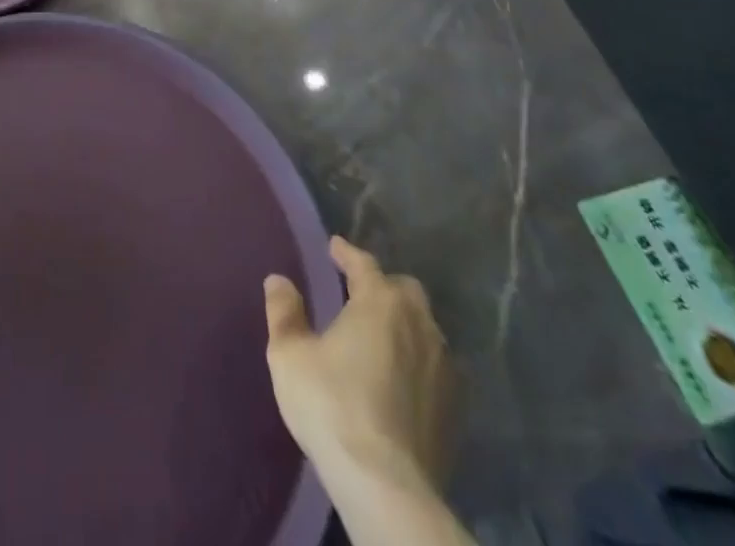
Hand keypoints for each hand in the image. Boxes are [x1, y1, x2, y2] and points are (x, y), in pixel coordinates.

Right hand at [262, 236, 452, 491]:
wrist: (387, 487)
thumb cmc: (332, 406)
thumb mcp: (290, 354)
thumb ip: (284, 312)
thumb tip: (279, 280)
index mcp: (380, 302)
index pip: (364, 263)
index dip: (346, 253)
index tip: (334, 247)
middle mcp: (418, 324)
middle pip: (405, 291)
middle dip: (383, 286)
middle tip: (359, 293)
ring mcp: (444, 367)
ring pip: (425, 328)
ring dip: (404, 324)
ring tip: (380, 336)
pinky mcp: (455, 409)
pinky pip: (435, 366)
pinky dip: (418, 361)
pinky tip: (401, 379)